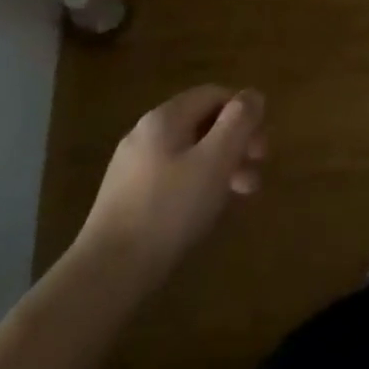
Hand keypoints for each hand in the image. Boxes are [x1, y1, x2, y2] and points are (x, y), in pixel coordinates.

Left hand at [77, 86, 267, 283]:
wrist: (107, 274)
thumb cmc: (169, 210)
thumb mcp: (215, 160)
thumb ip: (239, 122)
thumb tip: (252, 95)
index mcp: (165, 118)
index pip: (214, 94)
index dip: (244, 112)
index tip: (261, 146)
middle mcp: (145, 133)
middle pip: (202, 123)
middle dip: (236, 142)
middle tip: (257, 170)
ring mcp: (132, 166)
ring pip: (189, 152)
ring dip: (221, 165)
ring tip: (241, 194)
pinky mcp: (126, 197)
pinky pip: (172, 176)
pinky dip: (198, 183)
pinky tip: (207, 210)